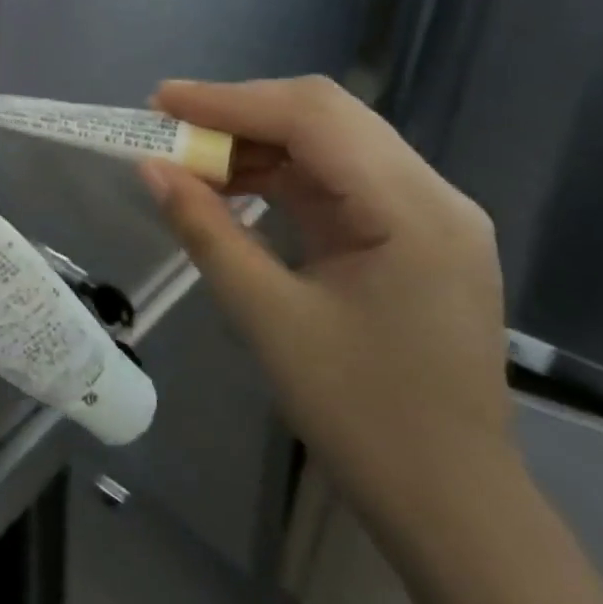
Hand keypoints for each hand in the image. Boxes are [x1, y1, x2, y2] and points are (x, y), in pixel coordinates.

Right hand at [140, 77, 513, 556]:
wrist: (451, 502)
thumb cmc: (362, 414)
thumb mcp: (268, 317)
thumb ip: (207, 231)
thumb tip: (151, 168)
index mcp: (412, 210)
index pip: (313, 119)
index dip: (230, 100)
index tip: (160, 101)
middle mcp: (432, 195)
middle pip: (327, 116)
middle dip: (241, 113)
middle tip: (170, 124)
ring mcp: (427, 214)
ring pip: (330, 143)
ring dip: (257, 142)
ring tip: (190, 157)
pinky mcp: (412, 236)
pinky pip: (337, 181)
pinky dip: (279, 175)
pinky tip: (233, 187)